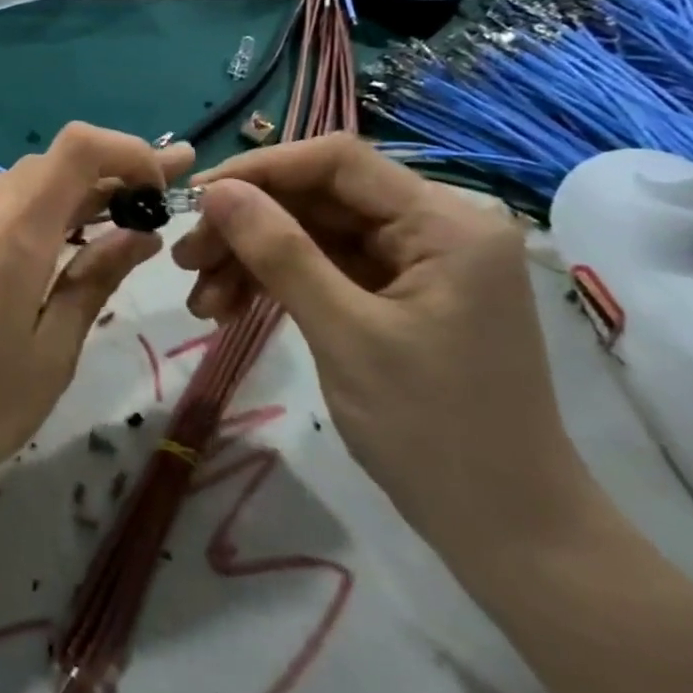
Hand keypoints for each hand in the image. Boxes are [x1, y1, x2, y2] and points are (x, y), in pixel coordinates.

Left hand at [0, 125, 193, 509]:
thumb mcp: (53, 350)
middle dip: (112, 174)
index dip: (129, 150)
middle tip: (160, 205)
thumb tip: (141, 234)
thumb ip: (95, 280)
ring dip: (76, 192)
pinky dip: (41, 209)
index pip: (79, 146)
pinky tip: (62, 244)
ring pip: (27, 182)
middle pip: (55, 162)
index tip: (164, 184)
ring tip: (120, 224)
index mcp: (15, 229)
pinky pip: (0, 203)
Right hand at [172, 134, 591, 559]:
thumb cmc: (436, 430)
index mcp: (445, 222)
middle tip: (185, 260)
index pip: (336, 161)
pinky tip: (227, 309)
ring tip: (200, 299)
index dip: (260, 169)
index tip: (197, 199)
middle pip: (317, 198)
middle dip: (246, 225)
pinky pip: (320, 267)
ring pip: (309, 233)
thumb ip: (279, 253)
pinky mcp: (393, 294)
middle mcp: (432, 227)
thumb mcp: (346, 334)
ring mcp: (412, 263)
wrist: (507, 530)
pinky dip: (272, 283)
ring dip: (250, 258)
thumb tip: (215, 191)